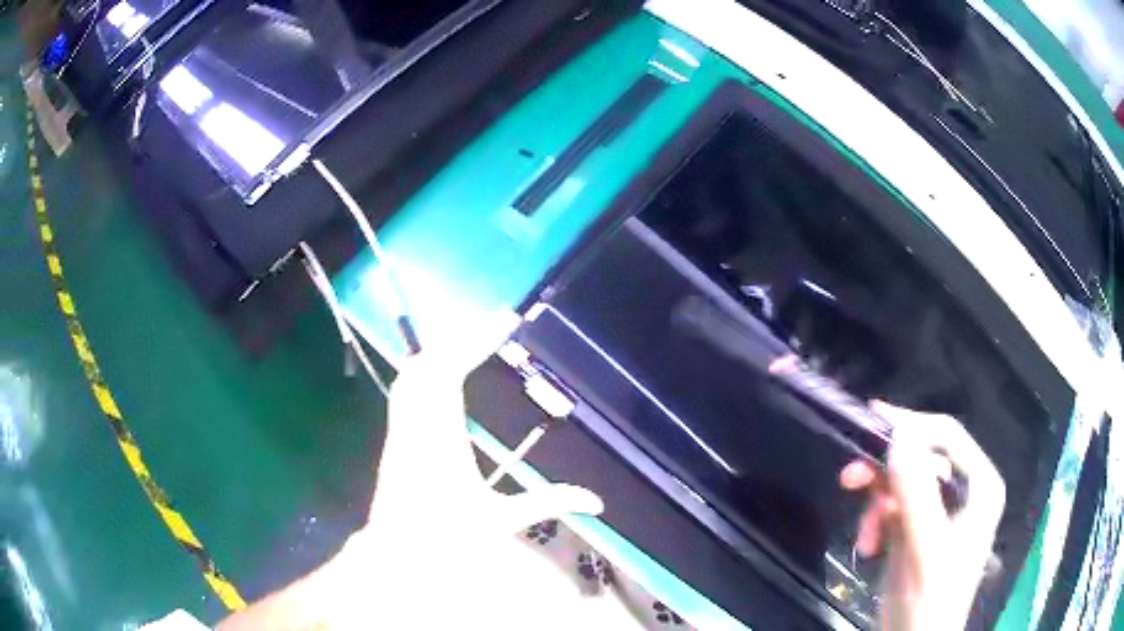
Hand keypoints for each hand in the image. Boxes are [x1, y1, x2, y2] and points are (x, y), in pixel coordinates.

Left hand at [348, 312, 604, 623]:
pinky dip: (425, 369)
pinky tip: (442, 370)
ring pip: (412, 373)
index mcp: (442, 437)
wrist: (397, 555)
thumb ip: (550, 502)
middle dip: (460, 337)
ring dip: (442, 350)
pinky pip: (406, 389)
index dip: (474, 341)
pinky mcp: (395, 437)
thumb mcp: (502, 519)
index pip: (450, 372)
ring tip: (474, 339)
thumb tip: (596, 501)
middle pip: (427, 362)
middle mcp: (416, 424)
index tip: (504, 320)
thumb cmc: (447, 539)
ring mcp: (401, 429)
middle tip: (496, 323)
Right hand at [839, 402, 1004, 630]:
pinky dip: (876, 523)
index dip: (911, 425)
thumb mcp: (926, 549)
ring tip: (863, 536)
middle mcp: (962, 491)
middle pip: (921, 459)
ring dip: (877, 504)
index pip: (947, 437)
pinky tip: (868, 546)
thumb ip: (916, 495)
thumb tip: (896, 438)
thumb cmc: (932, 599)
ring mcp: (939, 512)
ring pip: (902, 484)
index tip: (870, 420)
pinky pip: (892, 509)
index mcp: (978, 486)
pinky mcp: (917, 530)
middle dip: (886, 471)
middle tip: (849, 477)